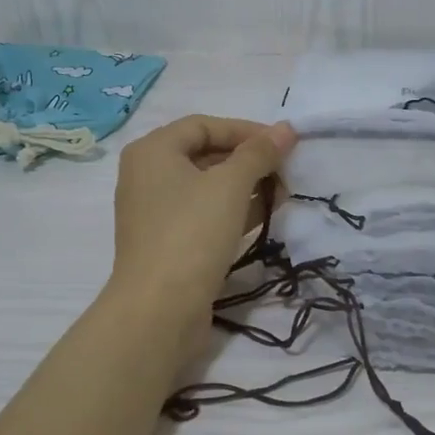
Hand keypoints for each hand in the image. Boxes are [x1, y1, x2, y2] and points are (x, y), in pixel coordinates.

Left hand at [107, 115, 294, 331]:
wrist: (159, 309)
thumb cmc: (192, 233)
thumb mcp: (231, 185)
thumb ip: (259, 153)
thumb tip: (286, 128)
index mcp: (152, 151)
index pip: (204, 125)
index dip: (245, 130)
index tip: (282, 145)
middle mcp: (147, 176)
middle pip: (205, 155)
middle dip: (249, 161)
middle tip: (285, 173)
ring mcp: (155, 212)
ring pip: (207, 187)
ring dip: (246, 187)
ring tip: (282, 196)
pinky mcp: (167, 243)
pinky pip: (203, 215)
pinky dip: (232, 212)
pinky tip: (263, 217)